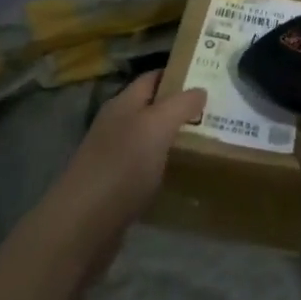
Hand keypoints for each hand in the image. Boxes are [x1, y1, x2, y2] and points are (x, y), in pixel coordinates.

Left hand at [42, 71, 204, 251]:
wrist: (84, 224)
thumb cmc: (122, 166)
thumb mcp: (156, 126)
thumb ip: (180, 105)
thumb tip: (200, 89)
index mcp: (123, 104)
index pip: (152, 78)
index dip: (177, 75)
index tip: (208, 77)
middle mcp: (116, 125)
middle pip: (152, 109)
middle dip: (181, 109)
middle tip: (216, 112)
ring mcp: (114, 157)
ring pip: (150, 139)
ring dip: (174, 139)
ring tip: (209, 141)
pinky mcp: (116, 187)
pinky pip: (146, 168)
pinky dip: (165, 167)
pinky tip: (184, 175)